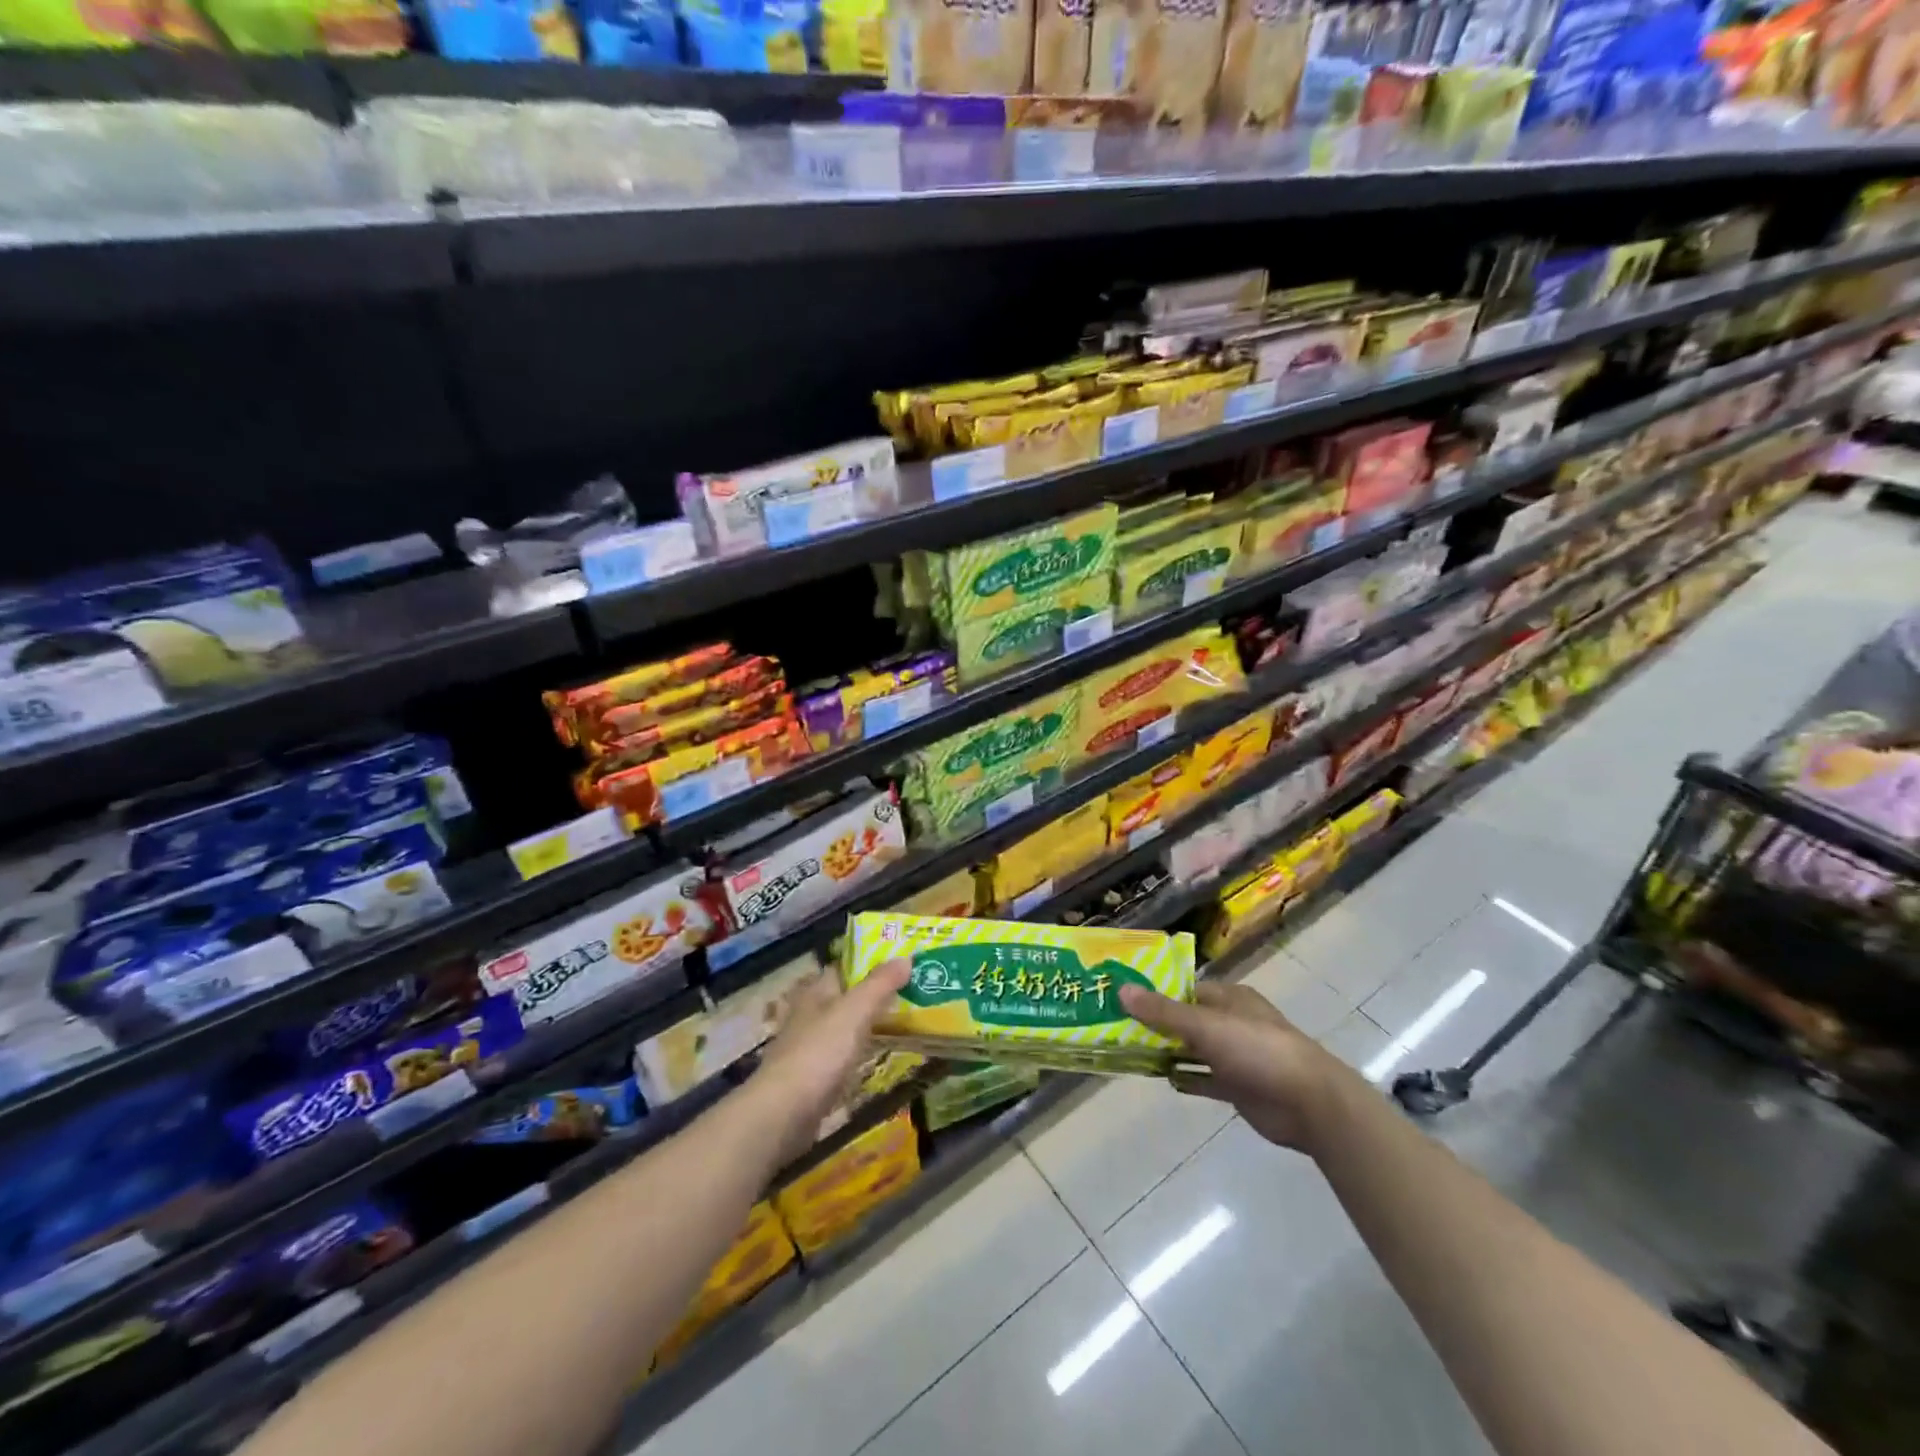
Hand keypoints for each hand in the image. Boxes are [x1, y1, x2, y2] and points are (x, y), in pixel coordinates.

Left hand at [754, 959, 909, 1157]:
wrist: (784, 1113)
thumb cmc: (820, 1052)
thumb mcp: (855, 1011)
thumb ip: (880, 985)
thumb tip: (906, 957)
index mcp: (815, 993)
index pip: (840, 969)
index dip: (865, 964)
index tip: (896, 964)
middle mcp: (807, 1016)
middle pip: (840, 999)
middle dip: (867, 996)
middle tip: (906, 995)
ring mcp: (806, 1049)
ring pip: (839, 1029)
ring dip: (862, 1027)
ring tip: (897, 1025)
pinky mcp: (809, 1080)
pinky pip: (838, 1059)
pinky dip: (855, 1056)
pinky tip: (873, 1061)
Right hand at [1119, 981, 1355, 1153]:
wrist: (1310, 1103)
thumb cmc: (1258, 1050)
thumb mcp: (1206, 1026)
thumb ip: (1163, 1011)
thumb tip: (1122, 989)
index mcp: (1229, 998)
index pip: (1185, 988)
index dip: (1155, 991)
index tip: (1122, 996)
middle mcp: (1232, 1022)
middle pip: (1186, 1019)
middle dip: (1156, 1023)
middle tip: (1117, 1025)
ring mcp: (1237, 1056)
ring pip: (1193, 1049)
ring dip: (1167, 1051)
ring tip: (1129, 1051)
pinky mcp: (1239, 1087)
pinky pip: (1204, 1079)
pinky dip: (1186, 1078)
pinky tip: (1162, 1079)